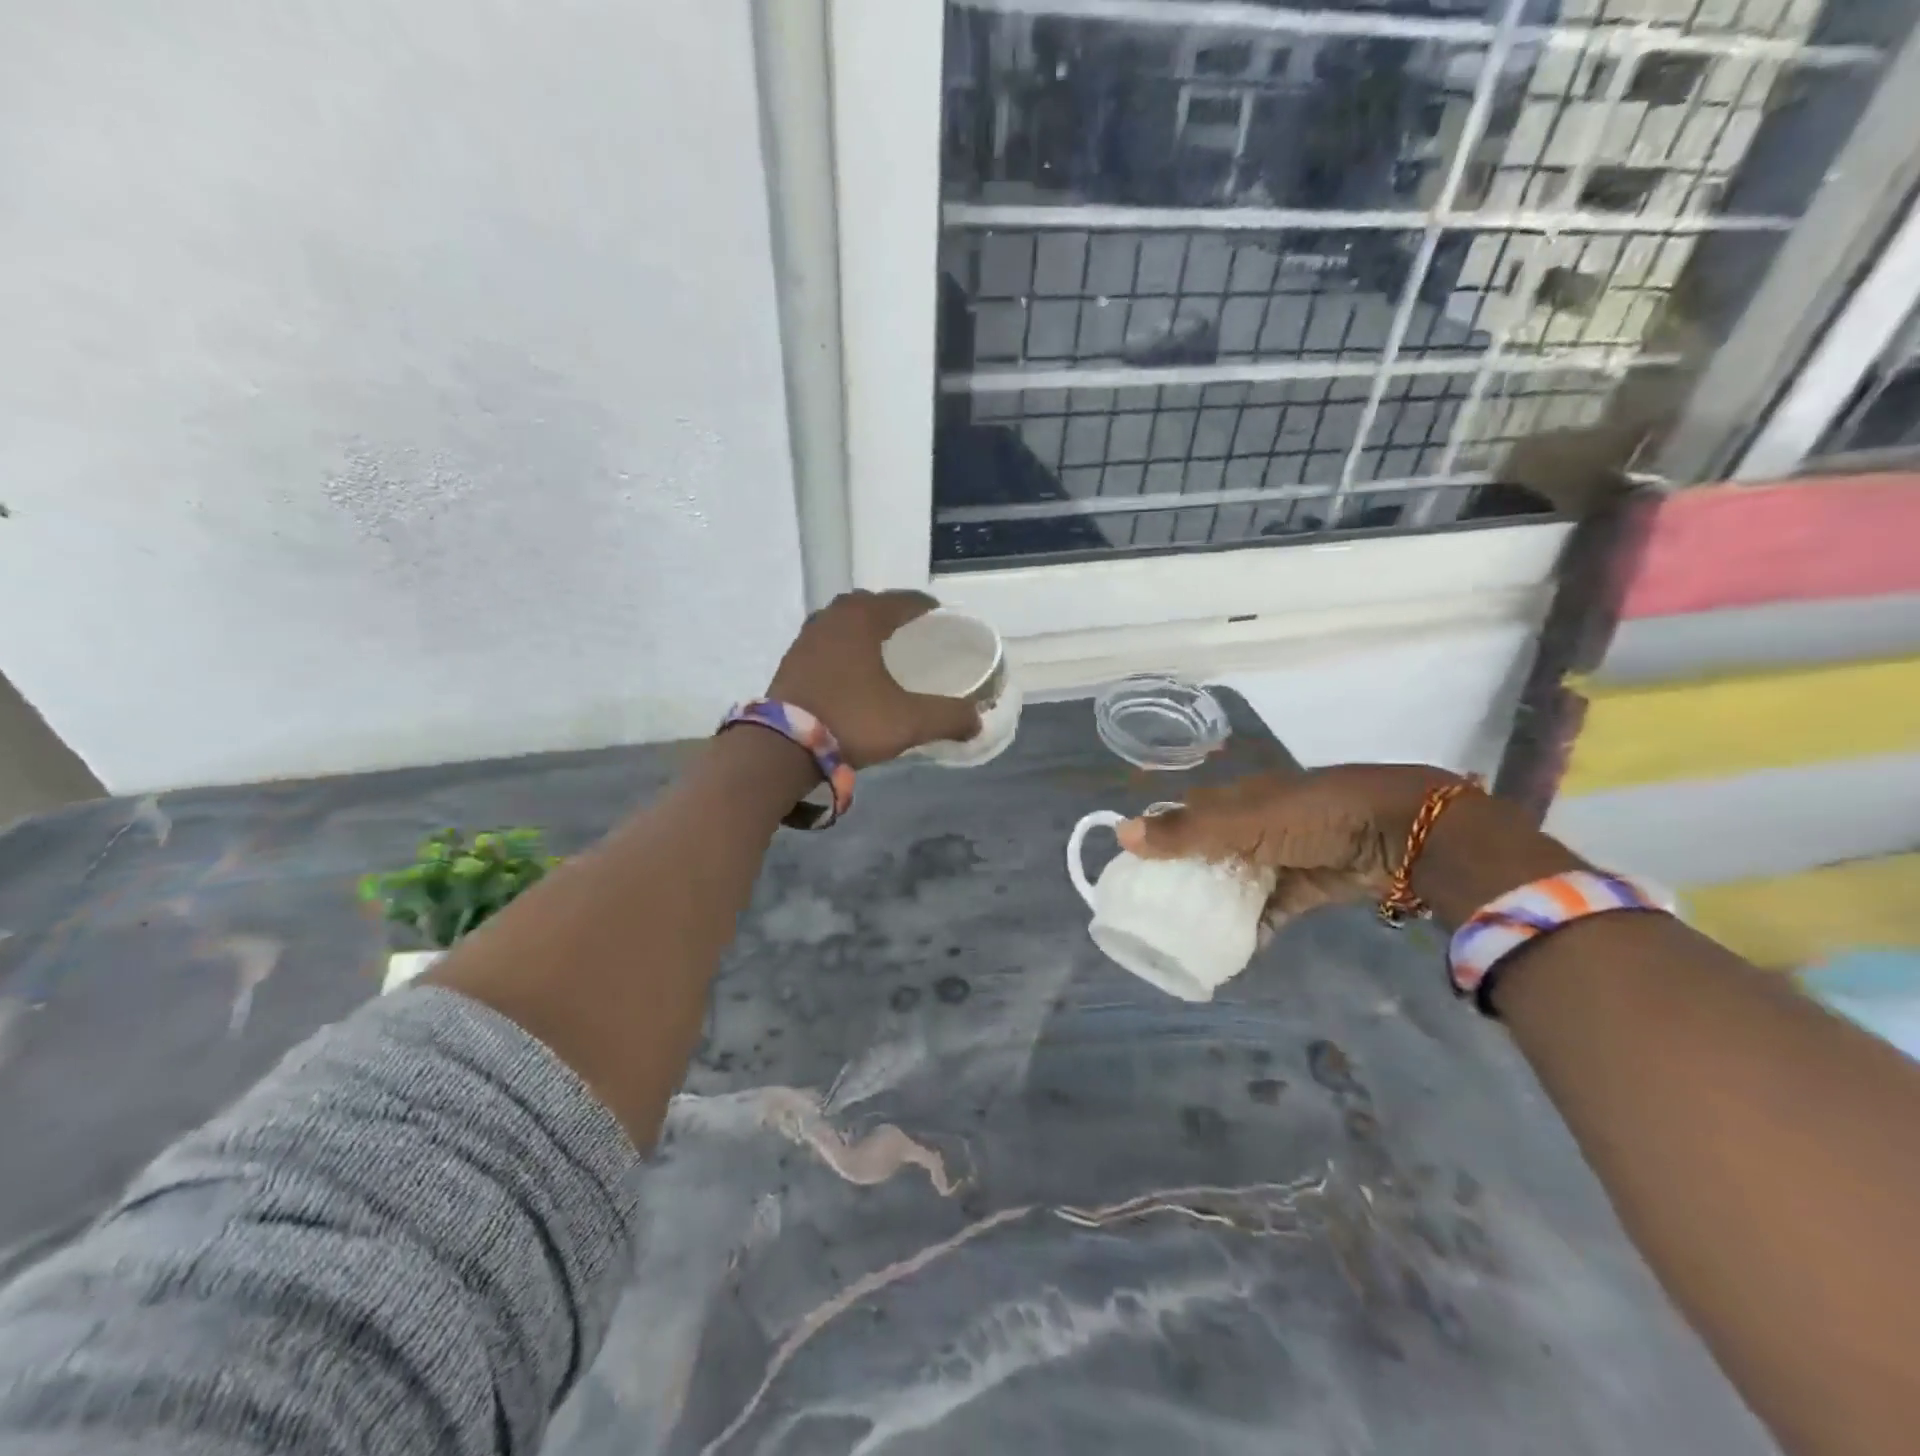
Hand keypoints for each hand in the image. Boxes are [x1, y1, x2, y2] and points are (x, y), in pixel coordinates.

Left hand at [767, 590, 981, 768]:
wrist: (783, 747)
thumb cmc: (852, 720)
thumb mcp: (909, 721)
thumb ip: (948, 717)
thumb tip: (976, 720)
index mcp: (863, 617)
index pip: (904, 601)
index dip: (927, 609)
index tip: (942, 621)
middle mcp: (833, 616)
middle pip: (871, 605)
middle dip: (893, 615)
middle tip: (914, 636)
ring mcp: (807, 636)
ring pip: (844, 622)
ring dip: (865, 631)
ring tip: (883, 652)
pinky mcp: (791, 660)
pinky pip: (827, 642)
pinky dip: (844, 648)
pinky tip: (852, 672)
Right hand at [1116, 765, 1458, 922]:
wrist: (1398, 832)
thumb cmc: (1310, 815)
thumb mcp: (1242, 821)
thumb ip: (1185, 832)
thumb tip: (1120, 833)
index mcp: (1236, 799)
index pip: (1185, 816)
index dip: (1159, 839)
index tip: (1133, 871)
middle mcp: (1255, 825)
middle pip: (1209, 853)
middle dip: (1185, 879)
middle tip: (1156, 912)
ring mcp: (1282, 857)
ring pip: (1238, 883)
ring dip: (1217, 906)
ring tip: (1186, 936)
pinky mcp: (1307, 887)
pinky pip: (1271, 909)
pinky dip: (1253, 927)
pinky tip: (1231, 950)